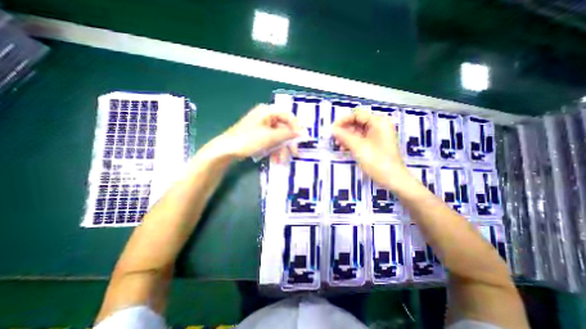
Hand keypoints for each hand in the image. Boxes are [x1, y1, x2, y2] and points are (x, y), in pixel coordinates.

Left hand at [210, 104, 300, 161]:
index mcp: (267, 111)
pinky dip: (274, 150)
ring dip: (281, 149)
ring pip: (278, 137)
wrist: (227, 149)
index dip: (297, 127)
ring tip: (281, 161)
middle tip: (295, 153)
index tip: (302, 138)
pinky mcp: (260, 136)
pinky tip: (275, 160)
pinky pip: (271, 141)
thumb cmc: (248, 139)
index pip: (288, 116)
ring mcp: (263, 127)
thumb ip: (287, 134)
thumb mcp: (270, 137)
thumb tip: (301, 133)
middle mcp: (266, 117)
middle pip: (284, 128)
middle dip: (288, 143)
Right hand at [335, 110, 415, 192]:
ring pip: (358, 132)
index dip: (343, 121)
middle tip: (335, 138)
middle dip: (345, 130)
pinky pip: (362, 139)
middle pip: (358, 123)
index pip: (357, 115)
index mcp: (378, 122)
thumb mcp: (358, 147)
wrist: (392, 179)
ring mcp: (378, 135)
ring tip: (339, 145)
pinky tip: (345, 149)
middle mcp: (379, 126)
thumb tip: (332, 129)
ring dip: (347, 137)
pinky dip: (353, 143)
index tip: (332, 129)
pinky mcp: (376, 144)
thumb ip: (344, 136)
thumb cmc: (376, 160)